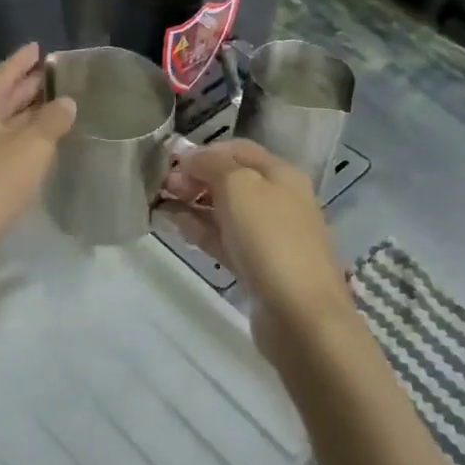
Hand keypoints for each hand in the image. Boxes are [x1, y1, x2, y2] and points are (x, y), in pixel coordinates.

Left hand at [0, 44, 75, 259]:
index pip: (1, 74)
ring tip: (45, 107)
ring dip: (18, 114)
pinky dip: (11, 138)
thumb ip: (52, 121)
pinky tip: (27, 146)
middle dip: (22, 87)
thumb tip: (66, 102)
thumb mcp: (31, 148)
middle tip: (48, 76)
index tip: (37, 47)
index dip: (21, 61)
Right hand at [160, 141, 356, 352]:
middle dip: (196, 178)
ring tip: (163, 207)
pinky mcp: (258, 267)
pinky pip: (225, 240)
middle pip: (232, 180)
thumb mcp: (239, 186)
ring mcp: (270, 236)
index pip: (238, 150)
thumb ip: (212, 164)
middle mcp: (279, 200)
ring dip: (194, 205)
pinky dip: (202, 231)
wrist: (300, 314)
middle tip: (164, 187)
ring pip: (226, 211)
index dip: (203, 152)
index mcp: (281, 174)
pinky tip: (179, 229)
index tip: (169, 163)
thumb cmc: (270, 239)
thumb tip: (190, 156)